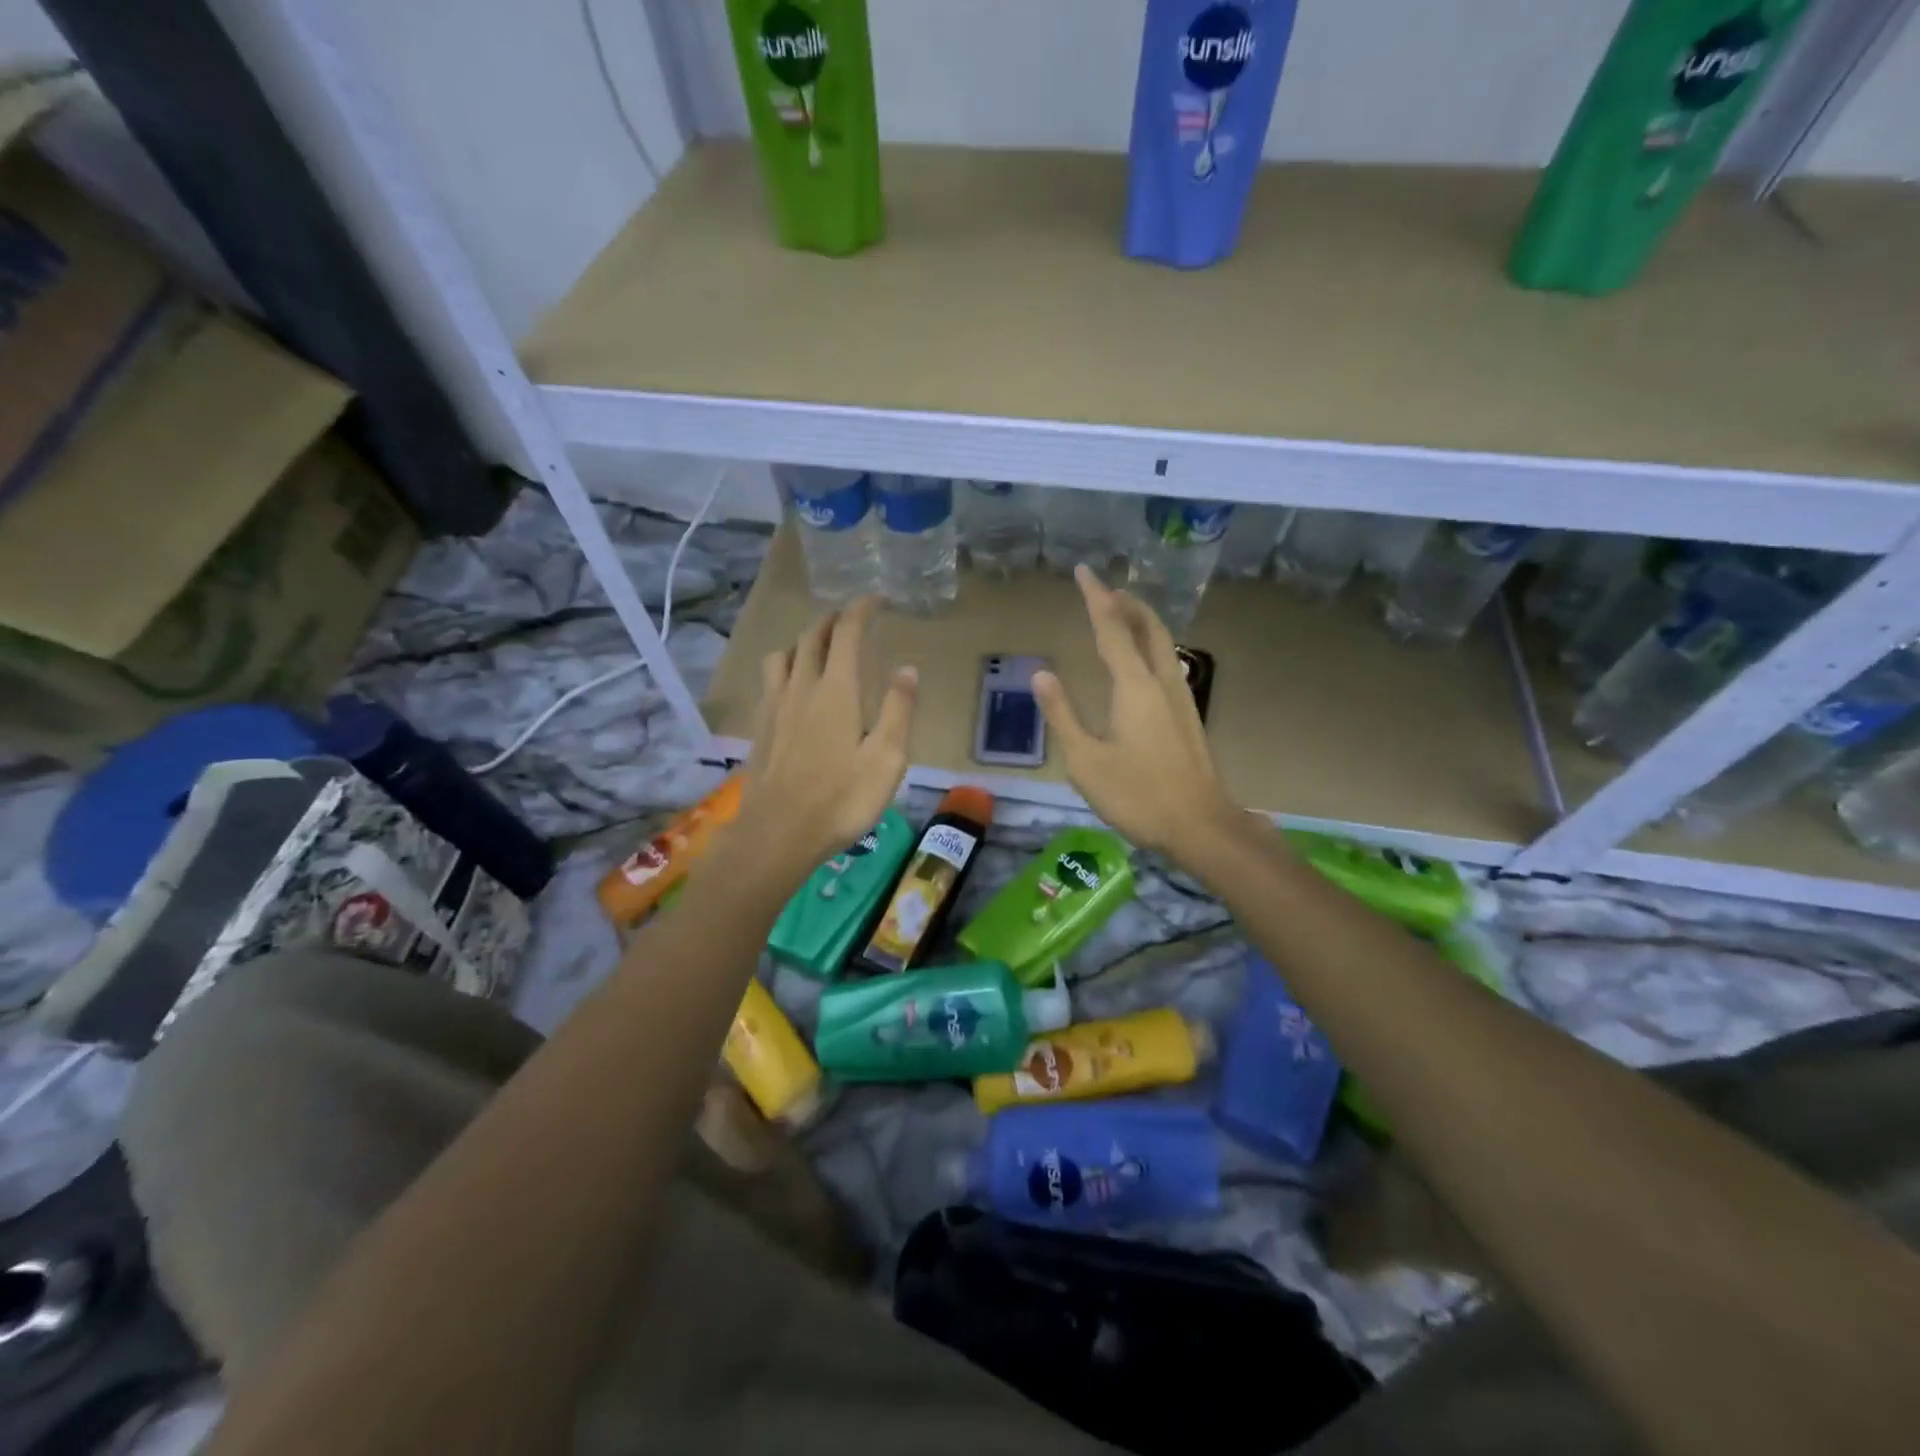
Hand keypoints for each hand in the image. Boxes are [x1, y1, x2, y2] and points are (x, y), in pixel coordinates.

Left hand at [737, 596, 916, 874]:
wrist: (778, 834)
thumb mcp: (886, 759)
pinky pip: (770, 679)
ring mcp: (775, 706)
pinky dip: (785, 666)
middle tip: (851, 618)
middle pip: (813, 637)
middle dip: (833, 620)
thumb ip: (898, 710)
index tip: (875, 599)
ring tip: (819, 648)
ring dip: (804, 641)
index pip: (847, 633)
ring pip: (784, 654)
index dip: (861, 610)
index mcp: (837, 691)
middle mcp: (802, 687)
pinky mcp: (760, 727)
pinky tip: (791, 686)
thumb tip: (907, 668)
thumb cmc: (841, 799)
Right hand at [1032, 565, 1237, 859]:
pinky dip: (1151, 646)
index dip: (1096, 598)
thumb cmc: (1137, 795)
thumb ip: (1062, 714)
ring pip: (1164, 644)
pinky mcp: (1188, 716)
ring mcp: (1181, 698)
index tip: (1084, 571)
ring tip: (1123, 615)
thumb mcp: (1085, 760)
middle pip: (1148, 627)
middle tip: (1106, 589)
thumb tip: (1041, 674)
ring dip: (1143, 622)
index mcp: (1134, 687)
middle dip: (1127, 603)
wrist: (1200, 825)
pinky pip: (1169, 663)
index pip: (1112, 629)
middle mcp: (1162, 682)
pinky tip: (1143, 662)